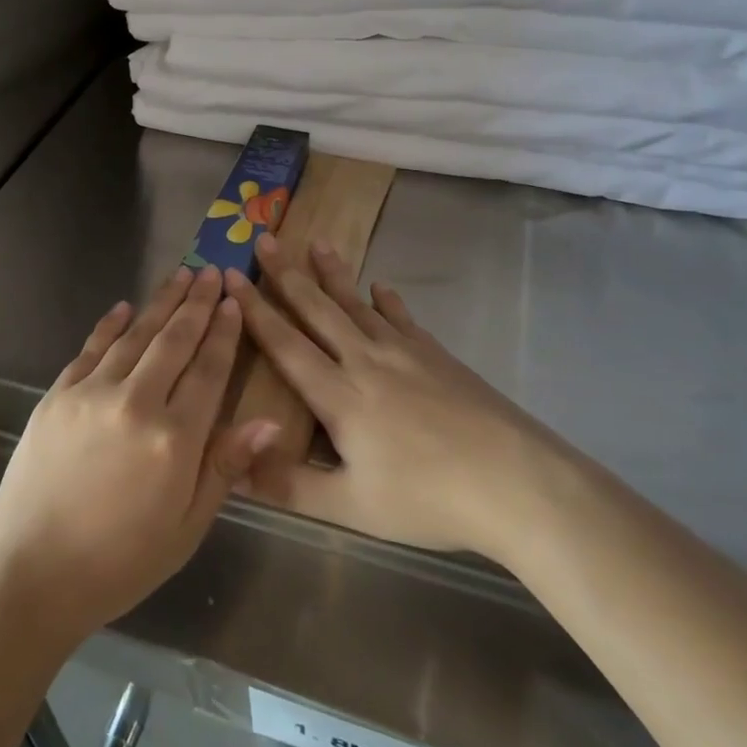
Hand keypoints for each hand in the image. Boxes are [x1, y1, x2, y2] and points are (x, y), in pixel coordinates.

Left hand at [0, 266, 281, 646]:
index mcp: (175, 439)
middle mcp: (136, 403)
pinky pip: (90, 349)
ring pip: (135, 335)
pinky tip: (124, 307)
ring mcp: (92, 394)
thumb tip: (270, 422)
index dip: (224, 333)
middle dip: (196, 303)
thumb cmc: (121, 561)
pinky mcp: (57, 396)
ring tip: (180, 275)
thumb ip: (225, 466)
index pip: (209, 370)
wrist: (30, 575)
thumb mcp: (187, 527)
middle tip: (211, 271)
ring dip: (160, 303)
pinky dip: (110, 325)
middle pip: (175, 341)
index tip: (234, 301)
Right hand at [224, 235, 549, 561]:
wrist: (513, 480)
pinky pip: (403, 319)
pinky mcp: (438, 356)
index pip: (285, 344)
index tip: (232, 276)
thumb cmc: (426, 498)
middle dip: (287, 274)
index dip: (254, 309)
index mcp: (339, 395)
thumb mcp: (349, 506)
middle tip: (265, 239)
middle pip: (319, 310)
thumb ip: (288, 485)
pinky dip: (388, 301)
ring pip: (358, 305)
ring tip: (317, 243)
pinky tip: (382, 288)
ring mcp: (406, 353)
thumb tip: (233, 468)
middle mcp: (366, 361)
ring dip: (334, 274)